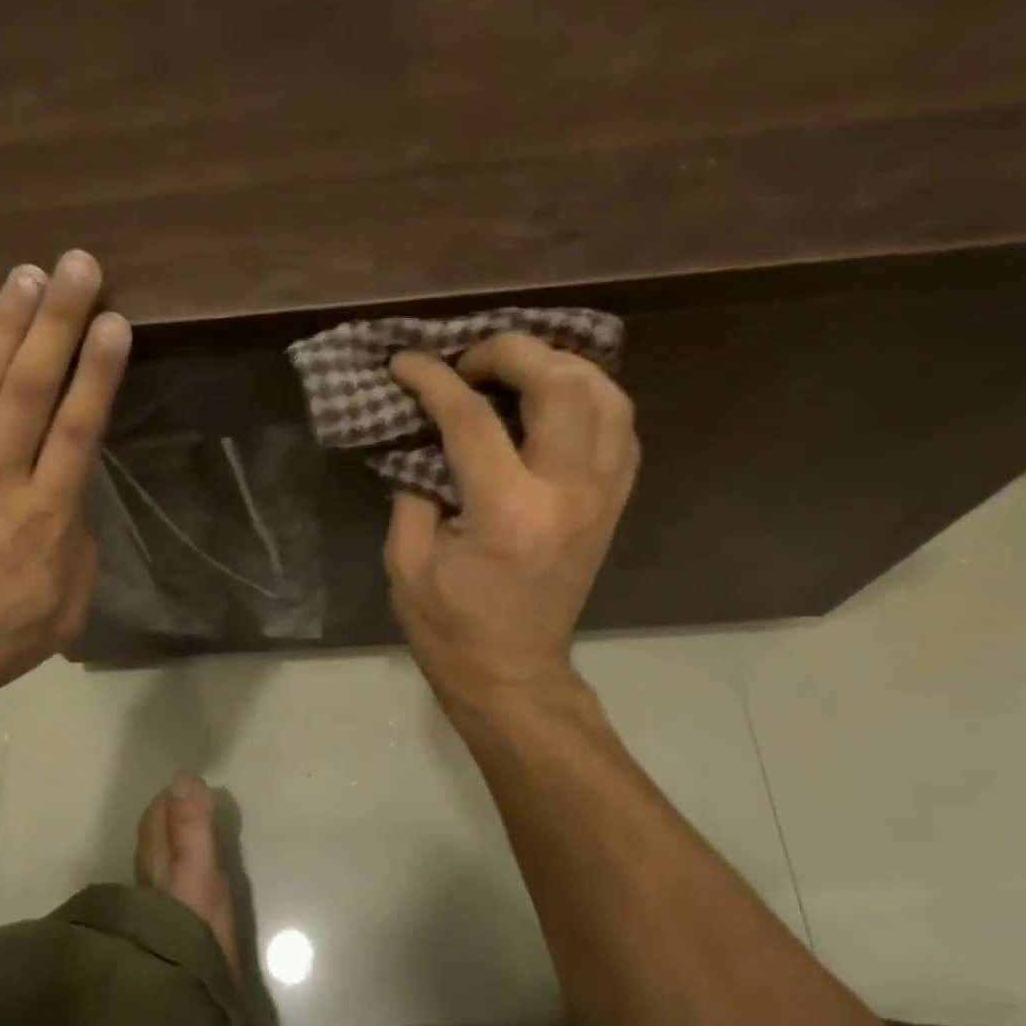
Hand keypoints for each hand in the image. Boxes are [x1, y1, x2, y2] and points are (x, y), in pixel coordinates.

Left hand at [0, 249, 129, 728]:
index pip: (77, 430)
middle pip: (30, 391)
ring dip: (2, 326)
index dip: (97, 373)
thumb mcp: (61, 612)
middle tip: (78, 267)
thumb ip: (76, 550)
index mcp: (45, 519)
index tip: (115, 324)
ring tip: (25, 275)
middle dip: (58, 325)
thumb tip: (69, 503)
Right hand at [384, 332, 638, 710]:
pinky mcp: (614, 505)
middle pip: (558, 384)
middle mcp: (567, 492)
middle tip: (470, 360)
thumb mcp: (406, 562)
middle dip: (510, 351)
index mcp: (507, 511)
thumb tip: (422, 435)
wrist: (511, 673)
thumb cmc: (449, 627)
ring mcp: (602, 497)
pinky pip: (620, 428)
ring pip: (606, 395)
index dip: (432, 379)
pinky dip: (590, 398)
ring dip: (559, 366)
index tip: (405, 362)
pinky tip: (554, 402)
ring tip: (516, 370)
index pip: (470, 417)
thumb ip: (412, 488)